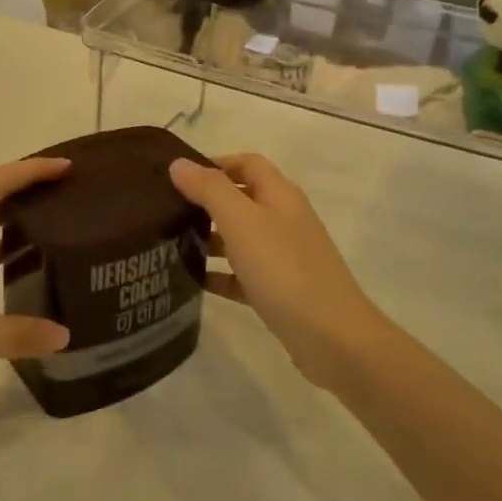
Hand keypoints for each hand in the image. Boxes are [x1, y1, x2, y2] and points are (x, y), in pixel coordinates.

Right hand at [170, 154, 395, 393]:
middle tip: (169, 212)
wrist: (332, 337)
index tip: (180, 178)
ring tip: (173, 245)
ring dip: (211, 238)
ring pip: (242, 237)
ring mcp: (285, 256)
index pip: (247, 163)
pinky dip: (222, 274)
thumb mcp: (242, 222)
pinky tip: (195, 282)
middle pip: (243, 199)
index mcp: (280, 195)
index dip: (215, 163)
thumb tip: (179, 164)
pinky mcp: (281, 290)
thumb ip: (210, 189)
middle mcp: (285, 219)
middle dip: (207, 202)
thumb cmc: (284, 269)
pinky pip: (244, 274)